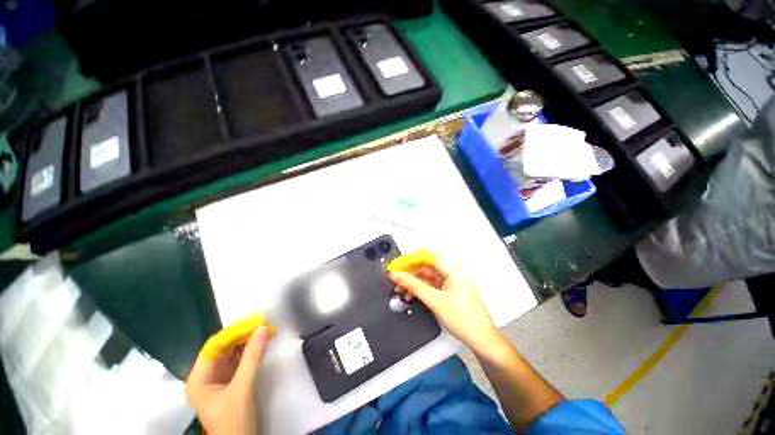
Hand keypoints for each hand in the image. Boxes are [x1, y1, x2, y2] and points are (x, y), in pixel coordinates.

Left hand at [185, 326, 271, 434]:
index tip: (256, 321)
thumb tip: (264, 328)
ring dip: (248, 342)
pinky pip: (239, 361)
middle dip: (243, 335)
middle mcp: (205, 376)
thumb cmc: (234, 420)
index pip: (214, 346)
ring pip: (232, 353)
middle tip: (264, 324)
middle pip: (224, 348)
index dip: (234, 332)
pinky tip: (262, 344)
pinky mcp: (230, 383)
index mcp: (198, 378)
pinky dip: (250, 351)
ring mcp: (218, 380)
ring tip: (266, 330)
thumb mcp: (243, 388)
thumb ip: (252, 357)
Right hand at [390, 262, 498, 351]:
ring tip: (401, 290)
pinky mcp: (447, 291)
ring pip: (426, 276)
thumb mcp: (434, 300)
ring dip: (413, 282)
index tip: (398, 265)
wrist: (480, 339)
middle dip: (410, 273)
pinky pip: (430, 285)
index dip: (411, 259)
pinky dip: (419, 289)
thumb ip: (414, 285)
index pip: (428, 257)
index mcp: (453, 270)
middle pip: (426, 266)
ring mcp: (450, 283)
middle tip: (397, 279)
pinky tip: (411, 295)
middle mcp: (452, 273)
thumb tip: (397, 275)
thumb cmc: (464, 319)